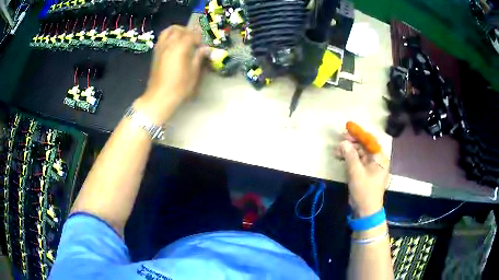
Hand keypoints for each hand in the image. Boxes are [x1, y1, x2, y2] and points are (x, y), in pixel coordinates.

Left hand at [135, 25, 209, 123]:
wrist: (159, 96)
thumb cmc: (179, 86)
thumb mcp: (193, 73)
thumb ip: (199, 57)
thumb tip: (205, 49)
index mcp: (180, 47)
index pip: (191, 35)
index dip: (199, 38)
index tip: (203, 45)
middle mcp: (169, 44)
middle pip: (179, 30)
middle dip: (189, 32)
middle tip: (195, 40)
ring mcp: (160, 47)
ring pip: (168, 31)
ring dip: (177, 31)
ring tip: (184, 37)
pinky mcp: (155, 53)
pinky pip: (162, 38)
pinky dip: (169, 36)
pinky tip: (174, 44)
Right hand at [337, 135, 389, 217]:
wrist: (366, 211)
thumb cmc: (364, 191)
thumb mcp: (356, 173)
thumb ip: (350, 156)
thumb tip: (343, 143)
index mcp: (380, 158)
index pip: (370, 140)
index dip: (359, 133)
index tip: (348, 127)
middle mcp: (376, 160)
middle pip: (364, 145)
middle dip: (352, 142)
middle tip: (340, 140)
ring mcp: (370, 166)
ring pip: (359, 153)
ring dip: (349, 150)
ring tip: (337, 150)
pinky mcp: (364, 172)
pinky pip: (357, 161)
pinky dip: (349, 158)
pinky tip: (340, 156)